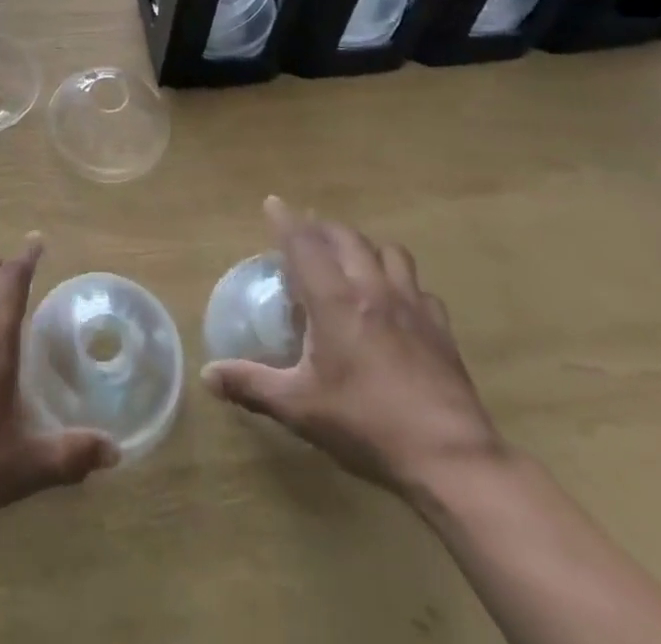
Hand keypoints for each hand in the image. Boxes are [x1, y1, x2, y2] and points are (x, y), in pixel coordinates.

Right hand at [202, 197, 504, 500]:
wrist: (452, 459)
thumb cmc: (367, 425)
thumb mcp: (299, 408)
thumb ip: (252, 385)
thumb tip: (207, 375)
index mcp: (334, 300)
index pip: (304, 243)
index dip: (285, 220)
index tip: (272, 202)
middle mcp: (372, 289)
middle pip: (346, 238)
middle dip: (322, 228)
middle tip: (306, 233)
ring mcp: (412, 306)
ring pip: (389, 251)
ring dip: (365, 246)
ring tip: (352, 259)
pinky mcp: (441, 328)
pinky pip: (420, 287)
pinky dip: (402, 282)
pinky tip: (396, 302)